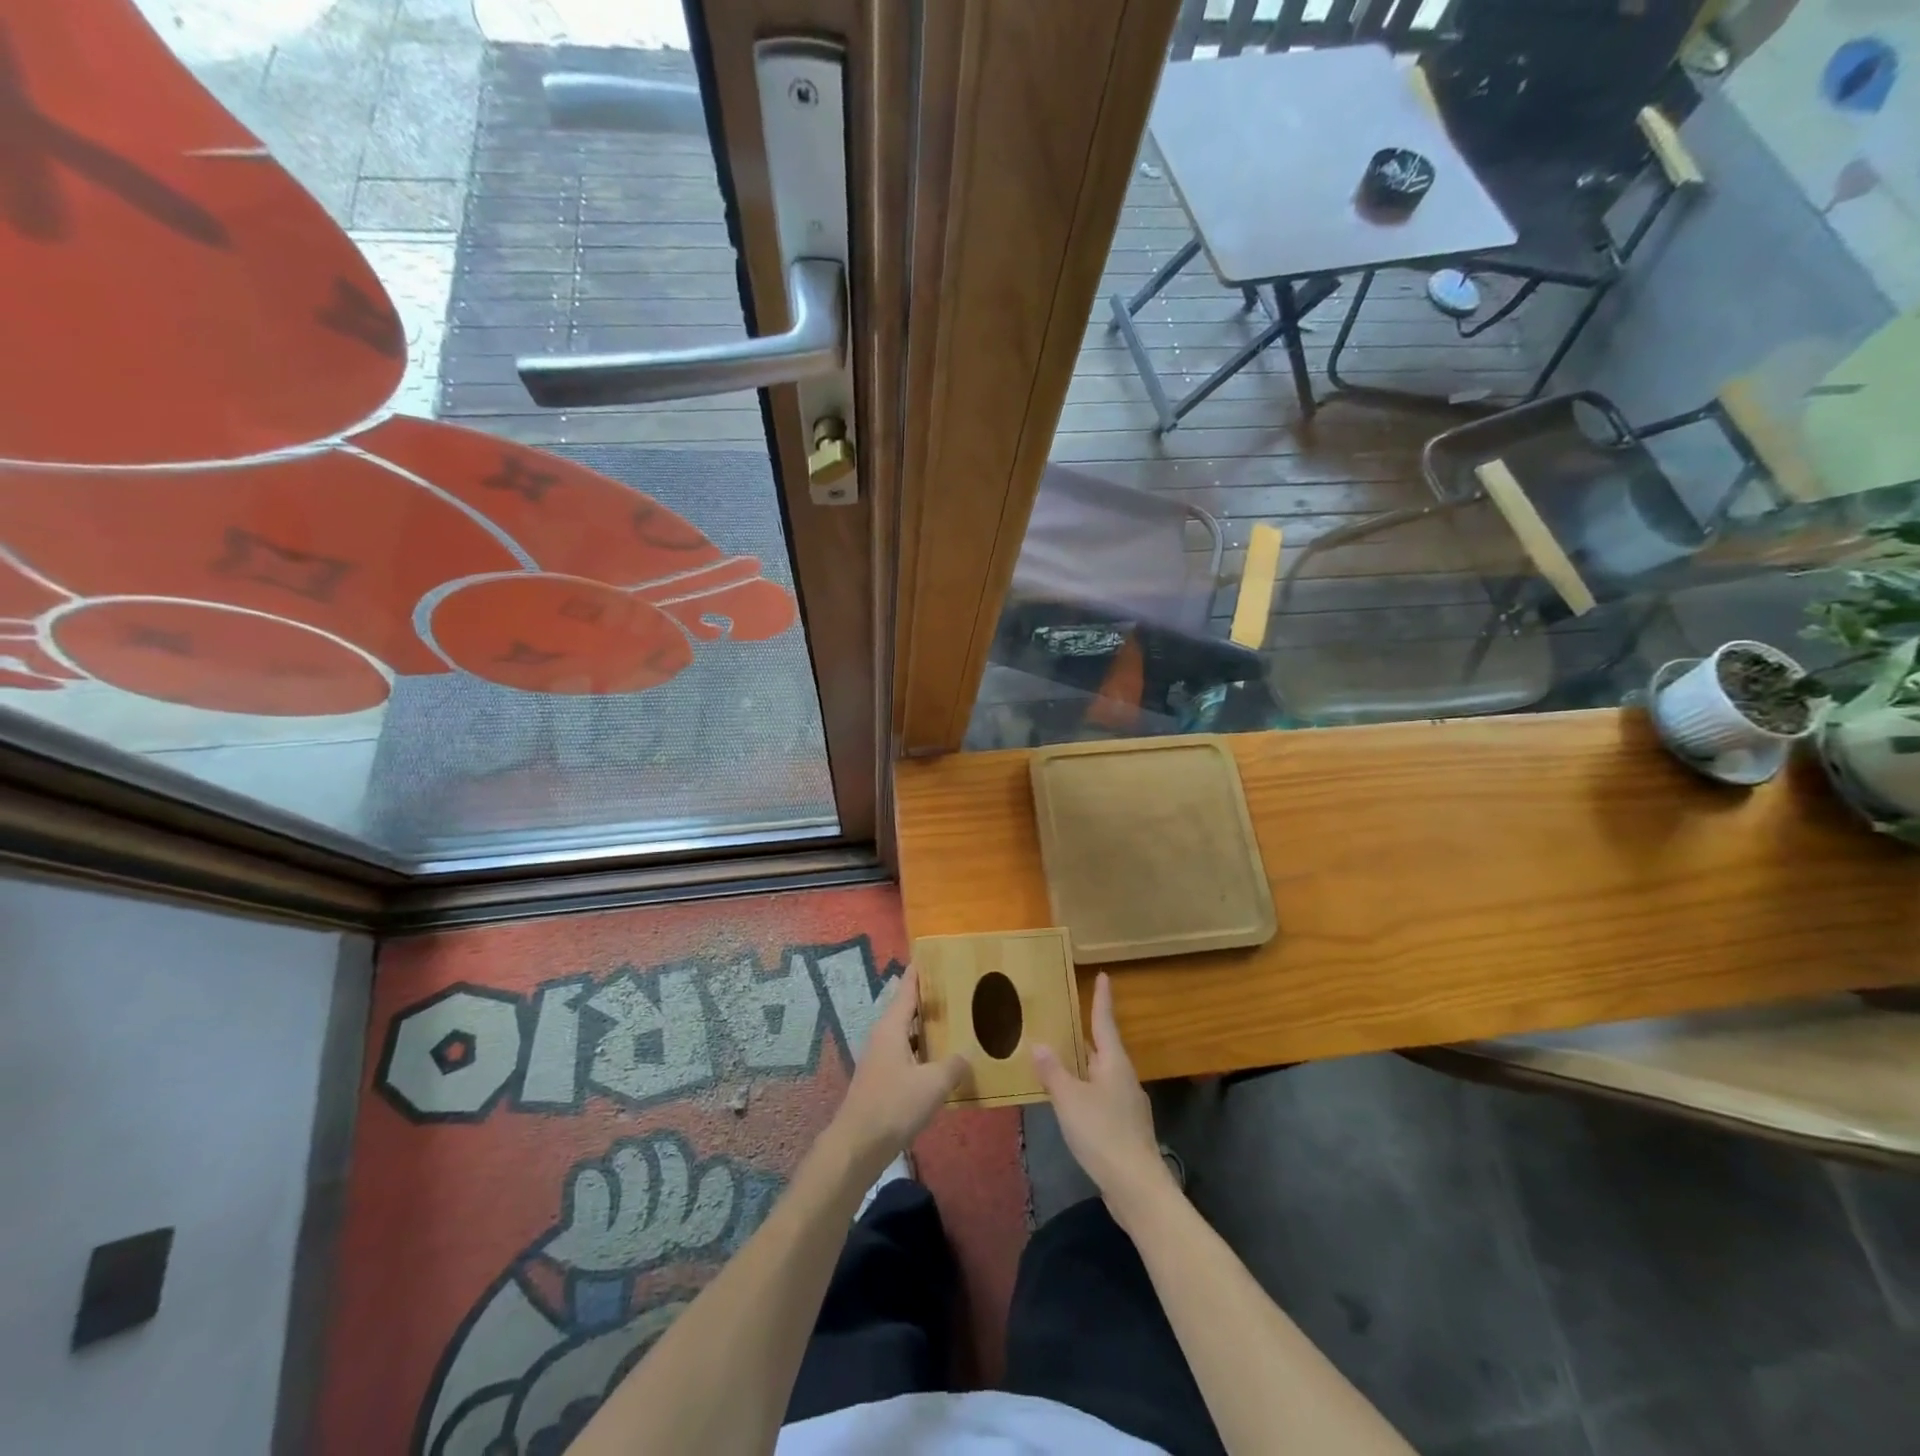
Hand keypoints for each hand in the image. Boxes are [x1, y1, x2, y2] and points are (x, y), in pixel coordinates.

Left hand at [827, 966, 965, 1180]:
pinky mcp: (881, 1078)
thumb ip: (953, 1065)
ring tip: (954, 1022)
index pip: (907, 988)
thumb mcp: (932, 1084)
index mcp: (892, 1026)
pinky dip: (922, 1050)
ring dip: (927, 1027)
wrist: (857, 1145)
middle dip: (929, 999)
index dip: (919, 971)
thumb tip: (966, 1055)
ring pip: (906, 1032)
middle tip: (956, 988)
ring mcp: (879, 1057)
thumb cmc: (893, 1105)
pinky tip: (940, 1062)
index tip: (932, 954)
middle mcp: (883, 1035)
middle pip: (907, 1008)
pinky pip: (905, 1053)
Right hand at [1033, 972, 1175, 1220]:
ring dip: (1084, 1064)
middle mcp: (1124, 1077)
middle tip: (1066, 1018)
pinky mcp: (1125, 1128)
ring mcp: (1128, 1104)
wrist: (1137, 1187)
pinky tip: (1071, 1100)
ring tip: (1061, 1057)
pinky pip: (1101, 1096)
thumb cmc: (1102, 1133)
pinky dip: (1085, 1089)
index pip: (1104, 1022)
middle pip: (1103, 1048)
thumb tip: (1039, 1044)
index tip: (1104, 976)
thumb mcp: (1069, 1099)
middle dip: (1086, 1034)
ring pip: (1102, 1074)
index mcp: (1114, 1063)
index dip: (1102, 999)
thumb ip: (1053, 1071)